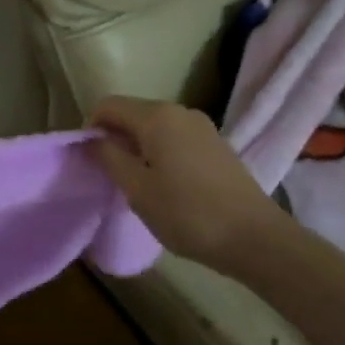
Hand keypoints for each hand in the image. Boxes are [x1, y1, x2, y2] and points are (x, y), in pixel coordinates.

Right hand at [89, 96, 280, 267]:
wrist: (255, 238)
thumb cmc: (187, 213)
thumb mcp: (137, 189)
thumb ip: (109, 158)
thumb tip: (94, 140)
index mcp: (156, 117)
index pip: (108, 105)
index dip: (91, 128)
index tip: (89, 159)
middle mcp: (180, 111)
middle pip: (133, 113)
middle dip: (115, 137)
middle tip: (110, 174)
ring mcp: (203, 127)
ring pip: (155, 127)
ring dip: (138, 147)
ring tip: (137, 182)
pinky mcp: (217, 145)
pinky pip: (176, 138)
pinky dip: (160, 152)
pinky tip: (166, 184)